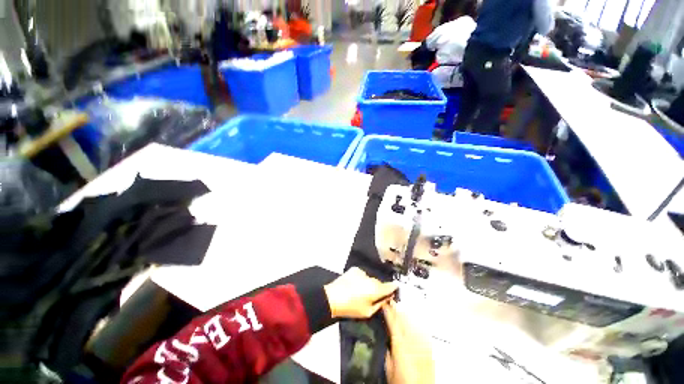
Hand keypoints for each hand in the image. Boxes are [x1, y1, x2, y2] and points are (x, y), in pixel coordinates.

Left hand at [323, 267, 396, 318]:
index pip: (391, 286)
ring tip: (361, 290)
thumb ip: (380, 304)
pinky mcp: (355, 269)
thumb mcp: (368, 312)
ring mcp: (363, 272)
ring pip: (370, 278)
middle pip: (379, 282)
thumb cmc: (351, 308)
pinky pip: (362, 275)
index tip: (394, 289)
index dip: (393, 288)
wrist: (333, 297)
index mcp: (376, 289)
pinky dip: (361, 279)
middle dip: (378, 288)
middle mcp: (371, 278)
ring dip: (369, 283)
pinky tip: (355, 284)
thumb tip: (387, 298)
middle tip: (372, 296)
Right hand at [383, 301, 434, 383]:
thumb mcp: (389, 368)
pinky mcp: (429, 349)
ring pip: (414, 323)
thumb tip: (388, 341)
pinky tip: (416, 321)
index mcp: (400, 345)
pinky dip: (417, 324)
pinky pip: (423, 331)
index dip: (388, 312)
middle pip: (404, 320)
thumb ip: (388, 352)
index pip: (393, 323)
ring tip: (402, 308)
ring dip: (407, 314)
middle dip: (397, 310)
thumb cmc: (402, 382)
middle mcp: (412, 342)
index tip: (385, 305)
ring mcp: (422, 344)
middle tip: (392, 302)